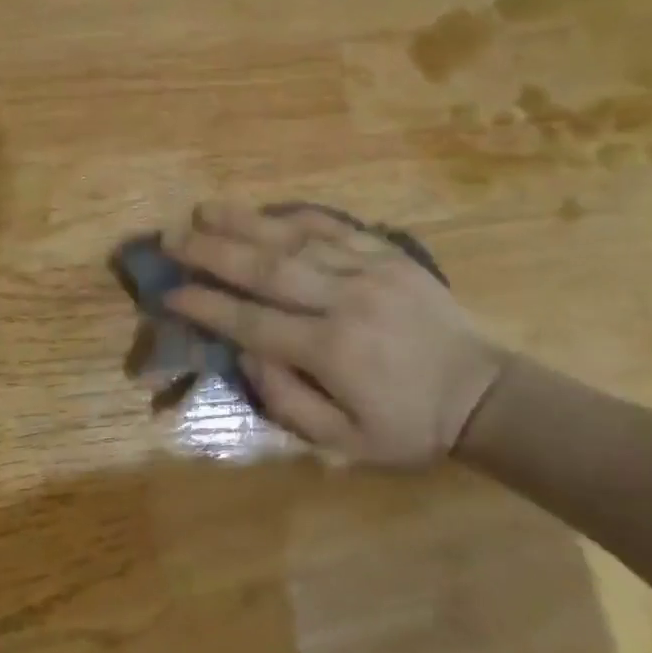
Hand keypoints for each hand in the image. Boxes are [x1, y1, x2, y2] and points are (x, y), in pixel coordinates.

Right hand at [162, 202, 502, 465]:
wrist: (480, 393)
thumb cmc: (407, 426)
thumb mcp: (345, 443)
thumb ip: (288, 402)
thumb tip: (245, 354)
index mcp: (332, 352)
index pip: (254, 322)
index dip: (208, 306)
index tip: (171, 292)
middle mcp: (346, 302)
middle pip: (267, 269)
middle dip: (213, 252)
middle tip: (173, 238)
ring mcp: (370, 271)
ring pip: (296, 239)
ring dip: (246, 223)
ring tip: (205, 210)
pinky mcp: (390, 254)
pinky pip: (336, 226)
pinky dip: (297, 216)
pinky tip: (268, 210)